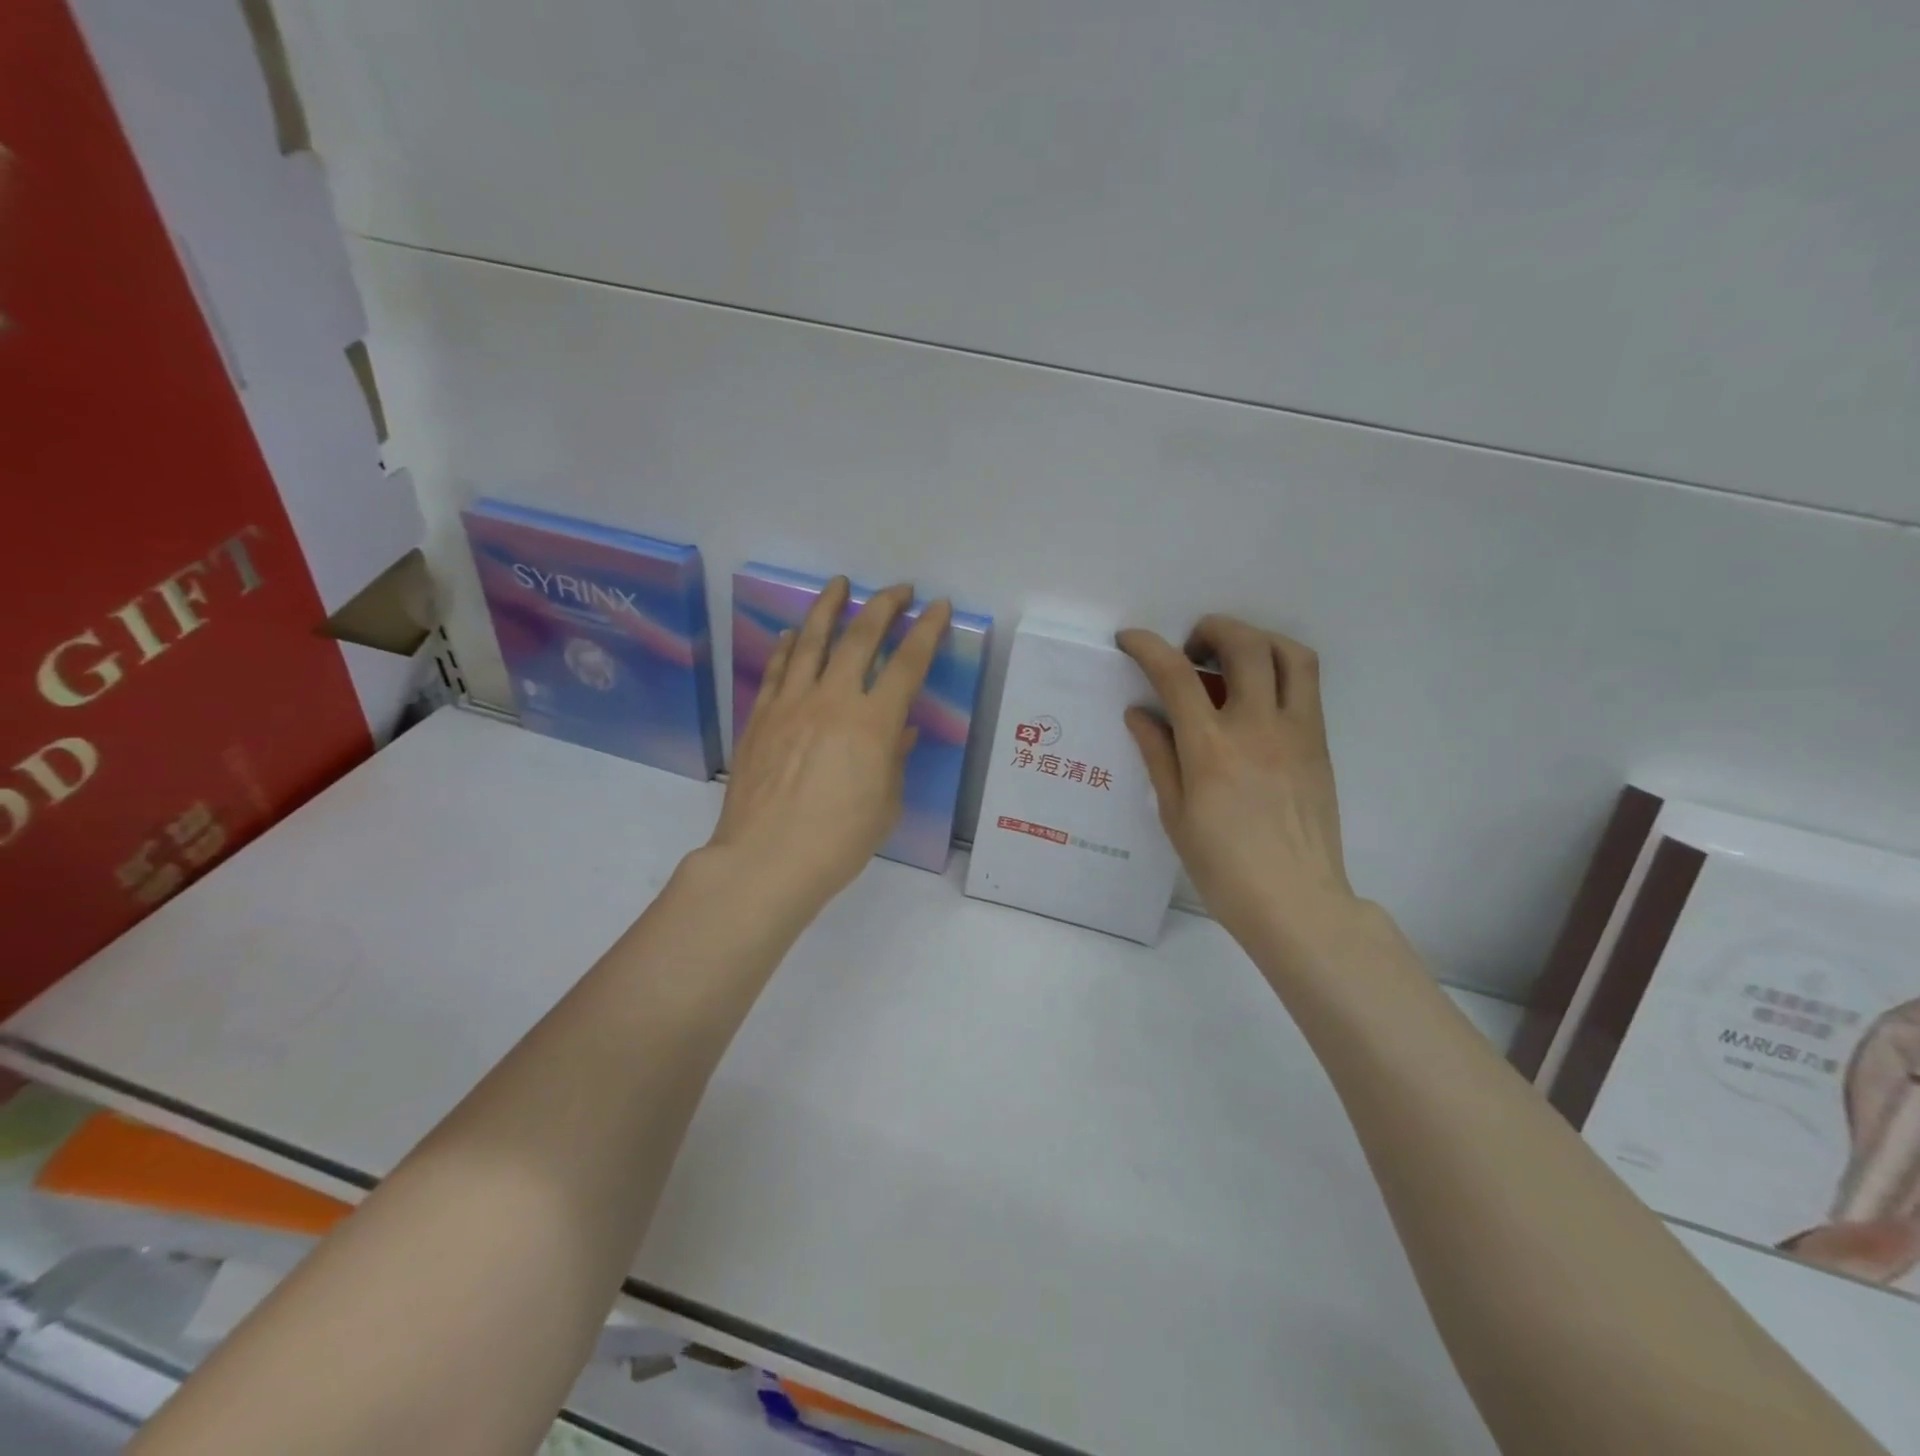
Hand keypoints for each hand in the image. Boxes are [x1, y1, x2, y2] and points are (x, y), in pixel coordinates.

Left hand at [707, 577, 951, 917]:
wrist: (765, 860)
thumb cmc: (838, 842)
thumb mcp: (885, 805)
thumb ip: (894, 760)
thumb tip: (900, 732)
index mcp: (873, 723)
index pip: (907, 663)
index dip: (926, 630)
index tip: (937, 606)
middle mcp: (832, 701)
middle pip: (859, 637)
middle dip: (882, 605)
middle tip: (898, 589)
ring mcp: (790, 705)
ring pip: (810, 641)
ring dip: (827, 608)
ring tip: (837, 584)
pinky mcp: (760, 718)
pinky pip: (776, 671)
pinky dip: (786, 647)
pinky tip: (790, 634)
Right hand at [1117, 616, 1358, 952]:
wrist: (1296, 901)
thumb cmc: (1223, 868)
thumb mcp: (1175, 815)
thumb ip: (1158, 755)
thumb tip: (1140, 713)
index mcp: (1211, 749)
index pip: (1176, 676)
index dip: (1148, 646)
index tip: (1130, 639)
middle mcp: (1257, 727)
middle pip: (1243, 644)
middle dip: (1211, 629)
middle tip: (1191, 650)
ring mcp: (1296, 731)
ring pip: (1289, 653)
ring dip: (1256, 639)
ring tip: (1232, 659)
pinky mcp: (1320, 743)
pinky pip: (1306, 685)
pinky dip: (1279, 668)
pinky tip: (1257, 696)